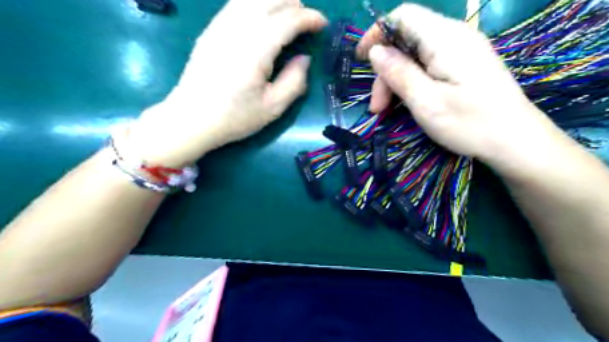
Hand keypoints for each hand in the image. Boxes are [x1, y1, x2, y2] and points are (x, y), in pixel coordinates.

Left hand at [125, 0, 325, 167]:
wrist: (192, 119)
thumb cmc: (234, 117)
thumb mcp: (273, 108)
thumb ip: (294, 82)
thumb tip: (304, 59)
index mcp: (255, 51)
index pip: (287, 20)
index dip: (309, 18)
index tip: (322, 24)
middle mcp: (237, 30)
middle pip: (269, 0)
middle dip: (294, 3)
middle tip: (307, 19)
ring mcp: (220, 26)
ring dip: (275, 0)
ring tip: (289, 11)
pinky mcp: (211, 30)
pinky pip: (236, 4)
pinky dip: (255, 3)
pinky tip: (262, 14)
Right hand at [358, 3, 559, 164]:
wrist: (515, 141)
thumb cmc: (470, 123)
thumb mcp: (426, 102)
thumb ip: (399, 73)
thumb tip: (376, 51)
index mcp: (445, 39)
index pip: (404, 16)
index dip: (377, 33)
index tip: (362, 59)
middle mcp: (454, 36)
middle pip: (406, 41)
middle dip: (386, 71)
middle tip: (377, 107)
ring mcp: (461, 51)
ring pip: (415, 56)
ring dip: (396, 80)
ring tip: (386, 111)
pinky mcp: (464, 65)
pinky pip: (429, 65)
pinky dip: (412, 81)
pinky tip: (407, 102)